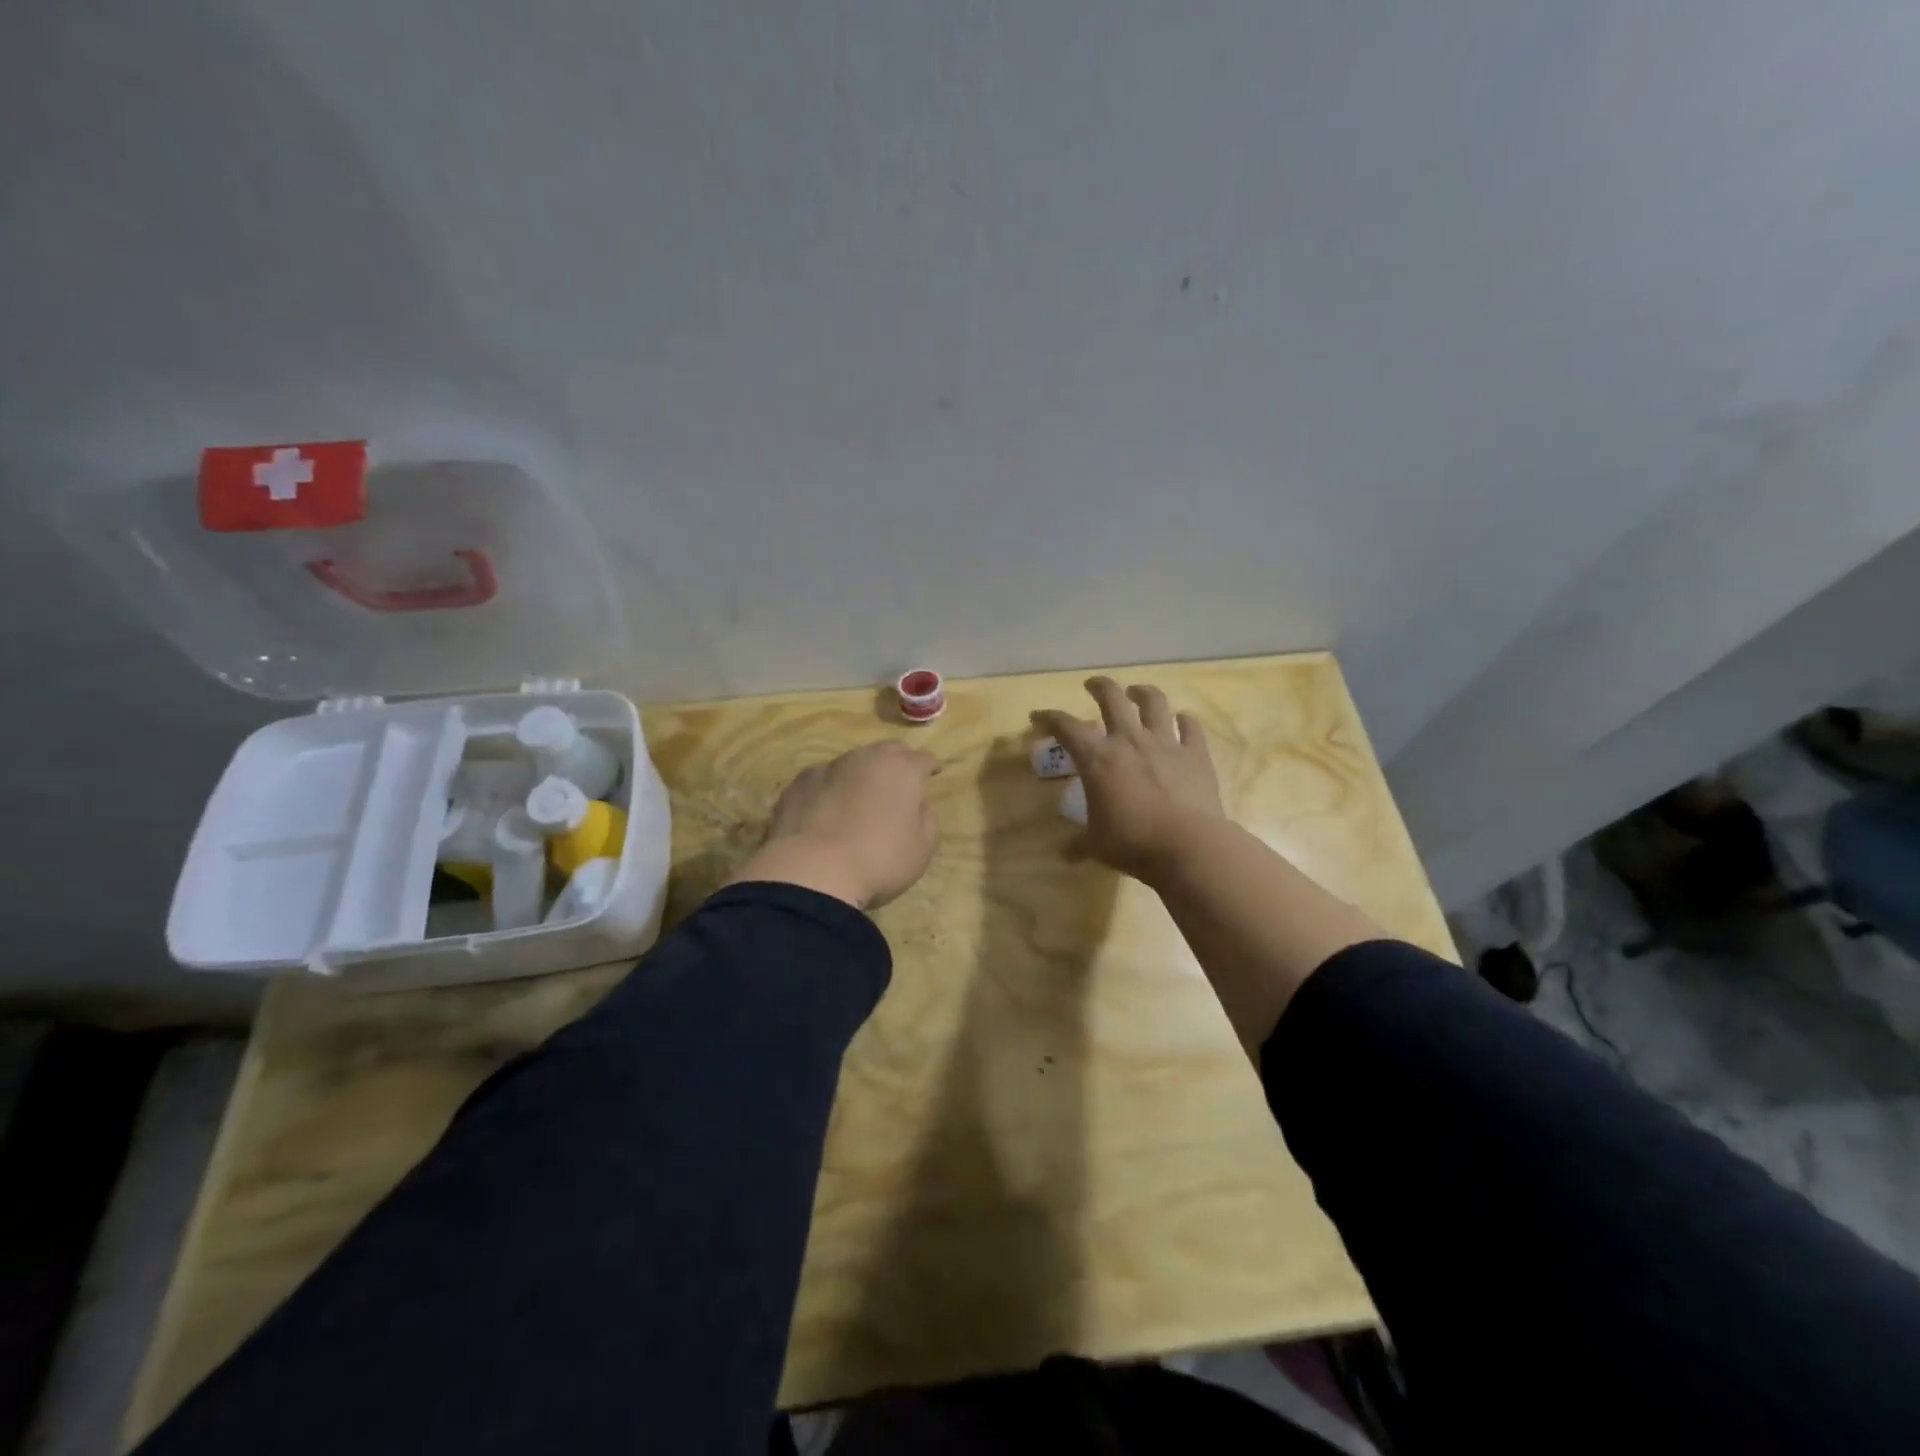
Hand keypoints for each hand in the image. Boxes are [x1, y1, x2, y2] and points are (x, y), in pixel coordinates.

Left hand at [729, 741, 940, 909]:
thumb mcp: (921, 848)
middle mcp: (866, 759)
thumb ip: (925, 818)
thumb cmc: (878, 861)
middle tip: (900, 781)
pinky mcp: (798, 783)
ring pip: (852, 762)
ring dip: (861, 774)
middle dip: (897, 762)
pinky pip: (822, 779)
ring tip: (860, 796)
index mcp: (902, 770)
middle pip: (888, 751)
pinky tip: (826, 808)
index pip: (923, 759)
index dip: (930, 766)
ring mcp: (828, 768)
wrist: (811, 872)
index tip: (933, 773)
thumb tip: (916, 804)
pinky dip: (830, 788)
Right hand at [1032, 677, 1225, 882]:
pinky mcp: (1196, 754)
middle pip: (1111, 698)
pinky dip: (1185, 722)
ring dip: (1143, 693)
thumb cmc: (1132, 842)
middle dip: (1099, 687)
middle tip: (1093, 686)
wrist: (1188, 845)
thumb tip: (1066, 855)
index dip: (1049, 718)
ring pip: (1154, 702)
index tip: (1038, 717)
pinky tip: (1183, 721)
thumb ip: (1080, 844)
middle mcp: (1129, 740)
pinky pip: (1191, 728)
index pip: (1066, 727)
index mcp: (1098, 758)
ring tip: (1137, 693)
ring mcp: (1166, 743)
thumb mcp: (1097, 845)